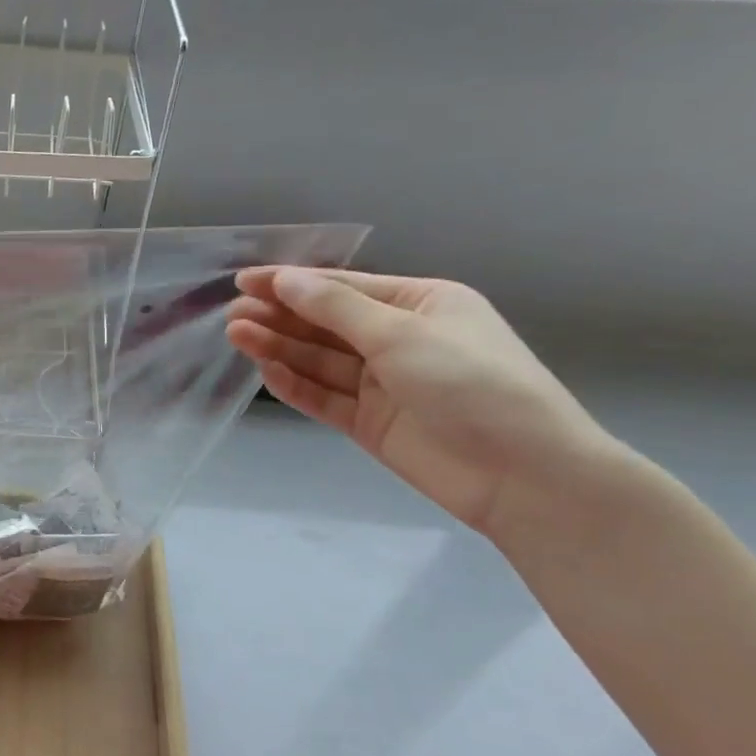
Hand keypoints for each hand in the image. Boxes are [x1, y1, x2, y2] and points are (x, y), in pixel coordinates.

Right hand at [226, 268, 623, 538]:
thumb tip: (285, 280)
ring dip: (280, 347)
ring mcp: (383, 384)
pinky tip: (266, 373)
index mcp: (421, 305)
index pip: (345, 288)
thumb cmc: (473, 384)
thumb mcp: (402, 334)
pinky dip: (296, 385)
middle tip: (233, 314)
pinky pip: (325, 397)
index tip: (244, 281)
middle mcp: (399, 340)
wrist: (523, 475)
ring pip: (320, 360)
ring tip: (236, 335)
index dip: (293, 282)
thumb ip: (336, 309)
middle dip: (280, 316)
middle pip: (327, 324)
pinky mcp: (370, 423)